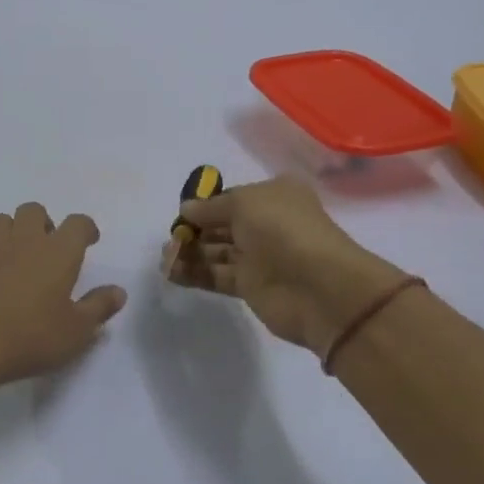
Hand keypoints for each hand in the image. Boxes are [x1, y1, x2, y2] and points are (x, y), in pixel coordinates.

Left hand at [0, 203, 126, 390]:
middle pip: (34, 210)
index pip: (78, 223)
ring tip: (17, 254)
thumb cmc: (31, 337)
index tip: (90, 241)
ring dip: (11, 230)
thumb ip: (99, 308)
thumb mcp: (77, 331)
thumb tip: (118, 291)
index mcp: (58, 252)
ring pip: (1, 220)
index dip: (86, 228)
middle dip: (44, 223)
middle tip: (49, 248)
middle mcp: (24, 241)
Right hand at [162, 177, 409, 354]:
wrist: (318, 287)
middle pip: (221, 225)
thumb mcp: (244, 203)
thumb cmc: (283, 230)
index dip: (205, 204)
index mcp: (274, 196)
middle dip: (194, 230)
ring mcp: (260, 256)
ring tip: (165, 257)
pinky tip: (170, 272)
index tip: (180, 213)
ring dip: (189, 252)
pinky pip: (216, 275)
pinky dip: (193, 273)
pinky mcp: (251, 286)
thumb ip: (210, 207)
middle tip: (170, 239)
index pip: (232, 198)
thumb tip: (186, 210)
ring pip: (216, 252)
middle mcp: (268, 223)